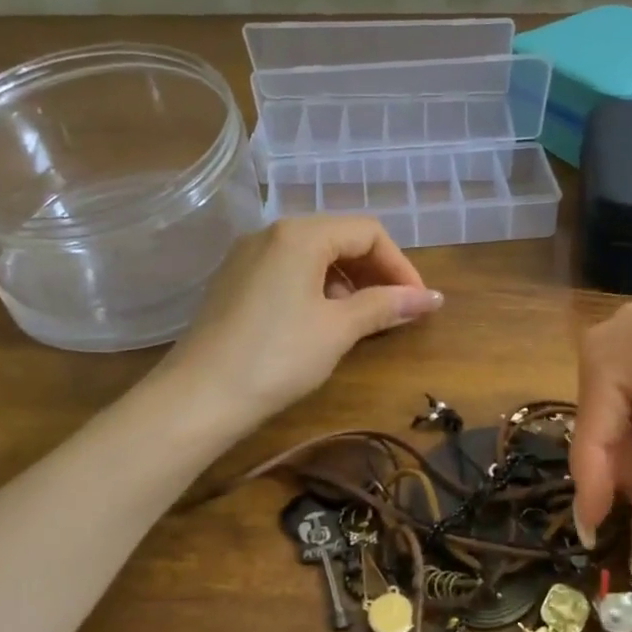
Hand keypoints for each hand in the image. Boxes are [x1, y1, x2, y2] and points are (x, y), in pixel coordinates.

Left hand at [162, 216, 442, 438]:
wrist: (198, 398)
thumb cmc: (277, 357)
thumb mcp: (339, 329)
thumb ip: (386, 306)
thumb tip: (433, 298)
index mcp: (300, 234)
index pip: (367, 233)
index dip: (401, 265)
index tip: (418, 303)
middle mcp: (271, 234)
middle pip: (340, 239)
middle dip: (375, 273)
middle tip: (396, 312)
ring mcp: (247, 257)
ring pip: (314, 256)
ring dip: (348, 283)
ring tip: (362, 321)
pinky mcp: (234, 282)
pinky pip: (288, 272)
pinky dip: (317, 290)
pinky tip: (323, 323)